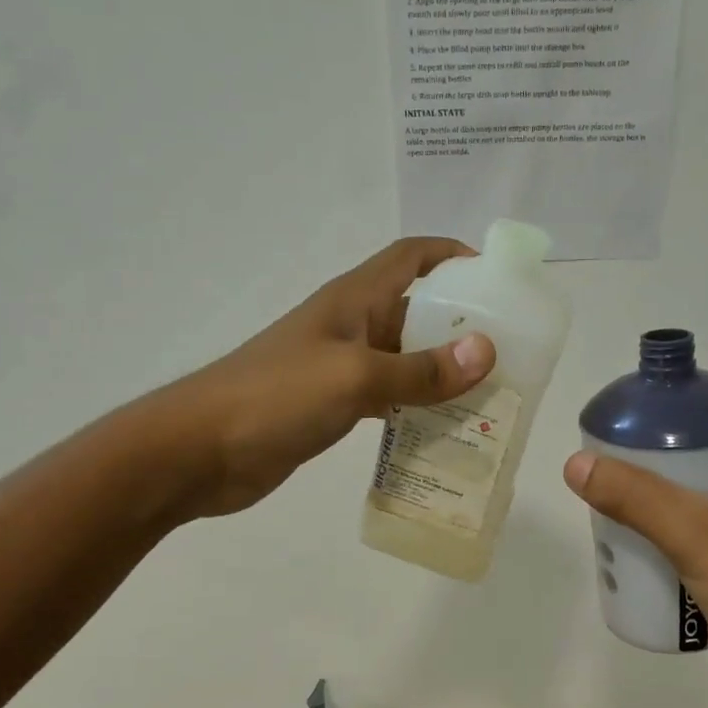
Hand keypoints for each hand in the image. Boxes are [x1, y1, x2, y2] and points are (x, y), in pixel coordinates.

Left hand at [174, 238, 494, 517]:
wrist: (198, 451)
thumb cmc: (274, 398)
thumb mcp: (354, 377)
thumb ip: (419, 369)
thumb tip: (486, 352)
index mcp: (353, 301)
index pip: (411, 257)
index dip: (453, 256)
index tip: (498, 281)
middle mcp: (350, 327)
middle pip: (416, 312)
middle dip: (461, 326)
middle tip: (509, 358)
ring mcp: (339, 368)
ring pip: (404, 360)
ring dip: (442, 373)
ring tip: (489, 398)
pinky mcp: (331, 406)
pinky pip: (386, 398)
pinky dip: (415, 408)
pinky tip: (443, 431)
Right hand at [563, 381, 707, 707]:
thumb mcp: (695, 535)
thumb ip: (635, 497)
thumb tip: (577, 463)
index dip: (696, 392)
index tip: (648, 405)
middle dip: (675, 443)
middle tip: (627, 452)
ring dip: (679, 485)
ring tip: (631, 492)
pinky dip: (691, 521)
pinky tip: (656, 537)